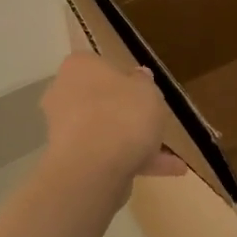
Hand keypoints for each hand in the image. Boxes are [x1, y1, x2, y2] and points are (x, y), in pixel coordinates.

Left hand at [40, 53, 185, 184]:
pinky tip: (167, 172)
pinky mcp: (72, 161)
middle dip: (127, 113)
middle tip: (154, 121)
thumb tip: (138, 76)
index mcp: (79, 67)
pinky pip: (107, 156)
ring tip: (172, 157)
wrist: (93, 168)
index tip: (144, 90)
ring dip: (135, 142)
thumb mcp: (147, 90)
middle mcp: (64, 95)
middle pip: (101, 100)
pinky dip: (134, 162)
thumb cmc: (122, 113)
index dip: (124, 77)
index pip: (99, 65)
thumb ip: (143, 82)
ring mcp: (66, 130)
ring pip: (105, 132)